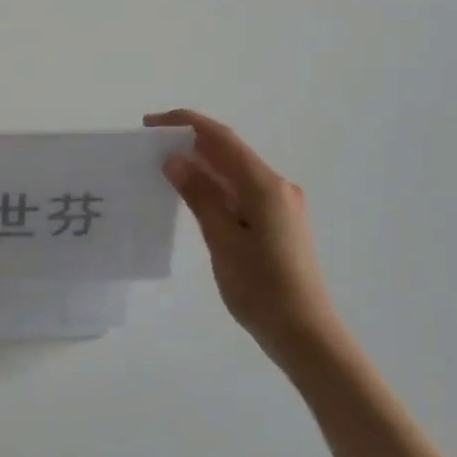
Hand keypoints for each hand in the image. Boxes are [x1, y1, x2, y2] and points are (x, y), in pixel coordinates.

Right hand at [144, 110, 342, 362]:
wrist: (305, 333)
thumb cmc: (261, 289)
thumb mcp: (222, 241)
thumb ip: (200, 196)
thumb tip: (175, 160)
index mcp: (265, 186)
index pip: (222, 139)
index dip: (186, 124)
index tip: (151, 123)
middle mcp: (276, 187)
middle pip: (230, 152)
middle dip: (191, 142)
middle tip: (150, 145)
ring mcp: (280, 205)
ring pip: (235, 173)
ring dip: (202, 165)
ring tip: (164, 167)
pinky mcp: (278, 223)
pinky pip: (241, 192)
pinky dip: (215, 187)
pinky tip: (193, 195)